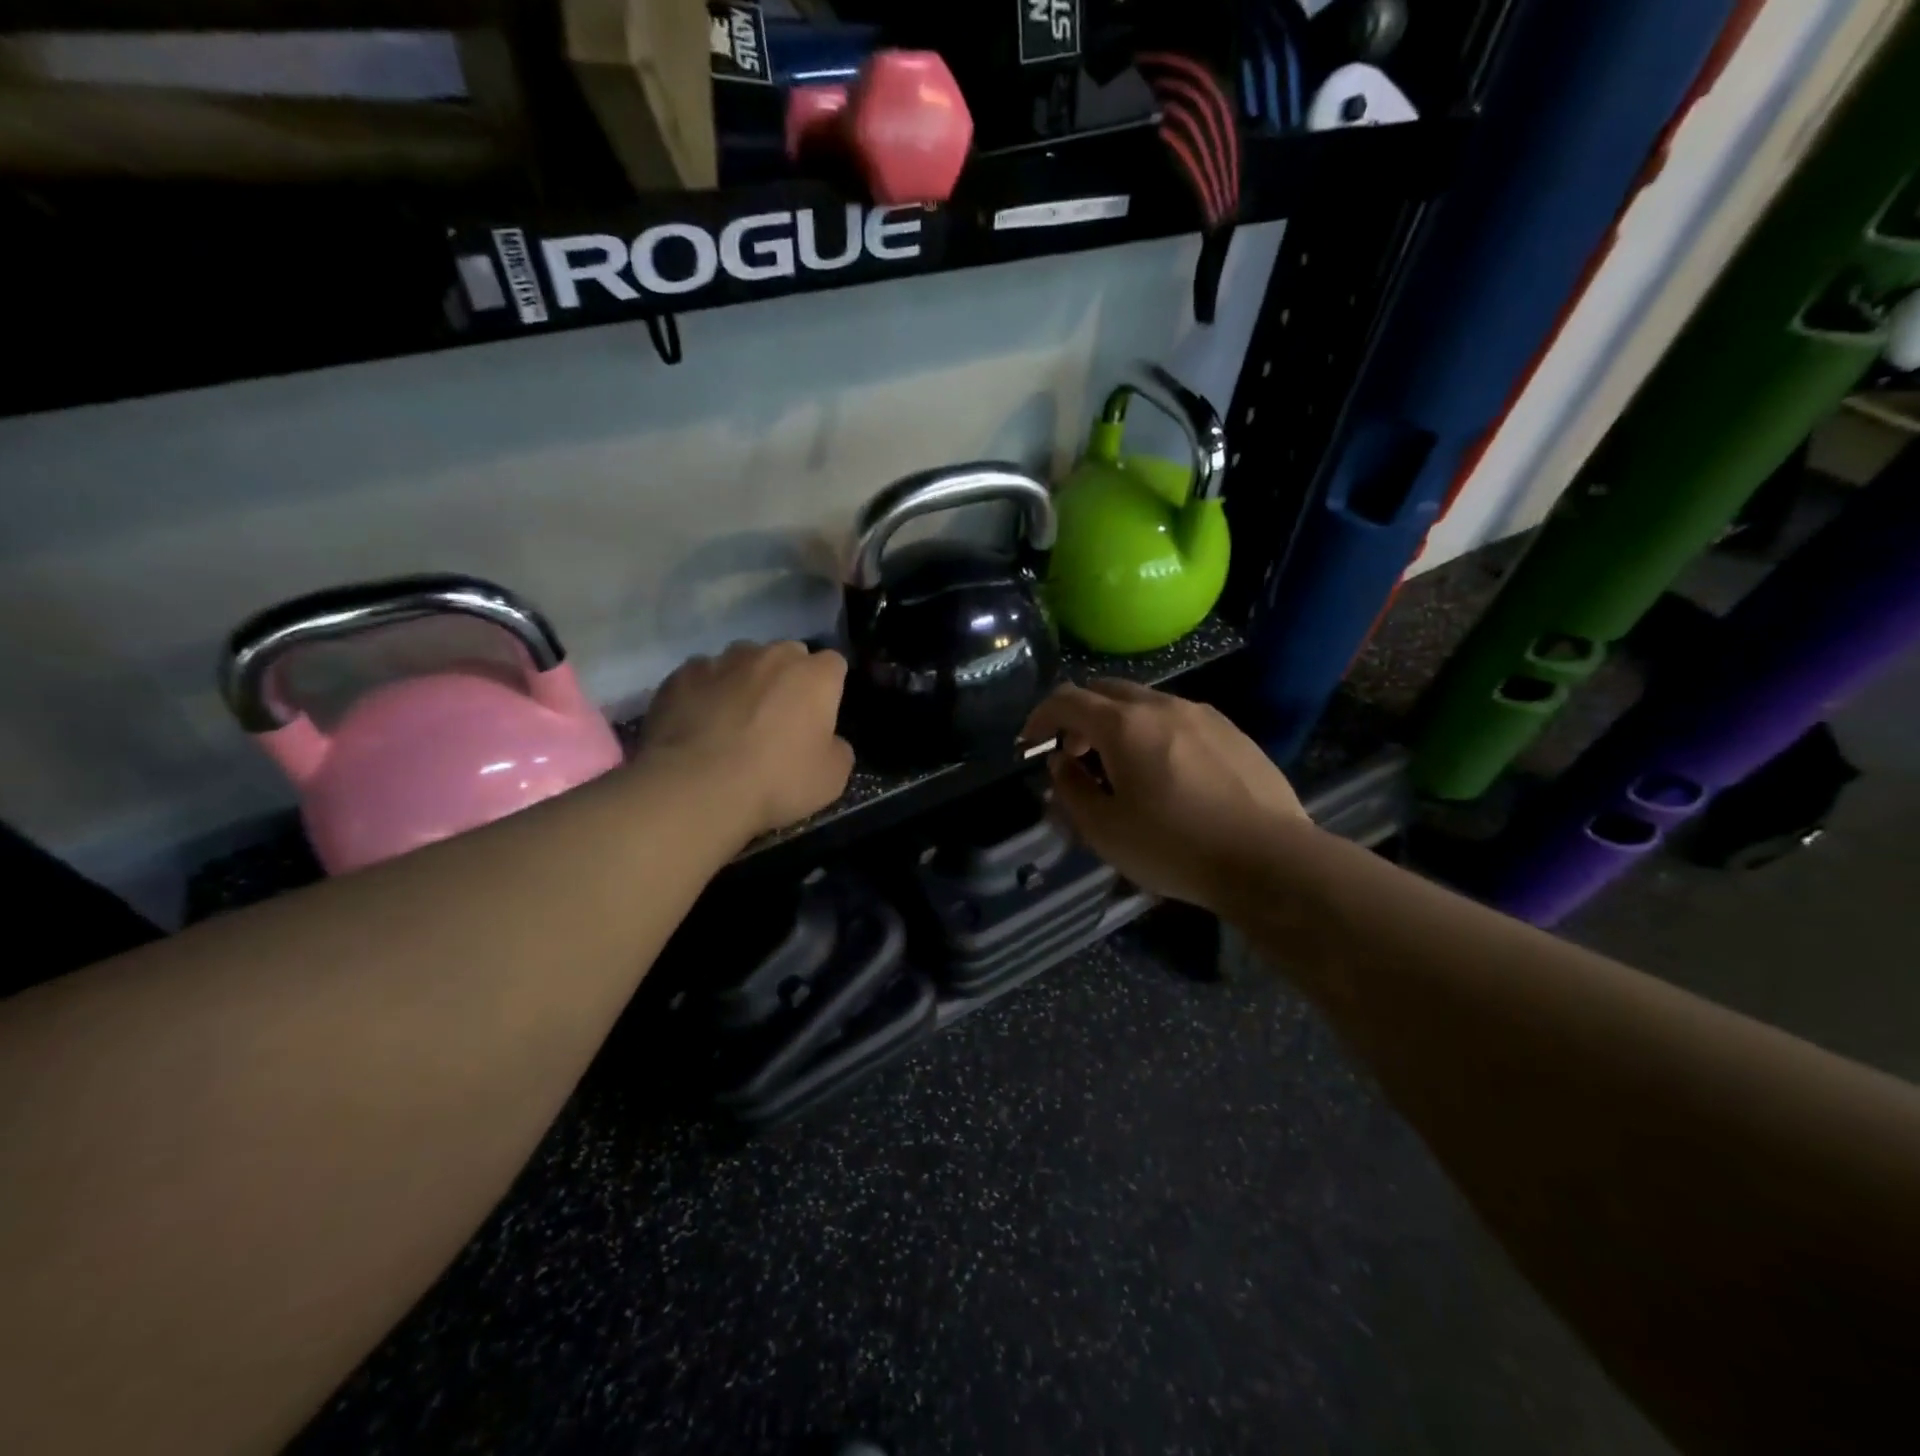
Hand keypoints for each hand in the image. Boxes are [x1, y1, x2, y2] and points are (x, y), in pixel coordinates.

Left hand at [641, 641, 853, 840]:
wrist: (696, 788)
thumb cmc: (776, 781)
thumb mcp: (832, 778)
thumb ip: (838, 748)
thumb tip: (828, 740)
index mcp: (814, 676)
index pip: (834, 664)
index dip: (829, 688)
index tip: (821, 714)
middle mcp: (771, 655)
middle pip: (788, 655)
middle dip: (788, 677)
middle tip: (779, 717)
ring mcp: (721, 660)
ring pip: (742, 661)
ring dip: (745, 681)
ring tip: (734, 719)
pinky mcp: (681, 675)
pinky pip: (701, 677)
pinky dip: (705, 693)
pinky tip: (699, 723)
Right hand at [1024, 680, 1309, 910]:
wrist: (1269, 859)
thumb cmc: (1175, 847)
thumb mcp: (1105, 830)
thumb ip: (1071, 790)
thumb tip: (1061, 763)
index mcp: (1124, 725)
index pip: (1066, 699)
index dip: (1040, 716)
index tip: (1030, 742)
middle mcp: (1162, 705)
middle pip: (1106, 691)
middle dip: (1079, 716)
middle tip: (1074, 754)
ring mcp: (1203, 714)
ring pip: (1145, 702)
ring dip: (1118, 723)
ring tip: (1120, 766)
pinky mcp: (1232, 731)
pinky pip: (1178, 718)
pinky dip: (1154, 731)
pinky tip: (1167, 772)